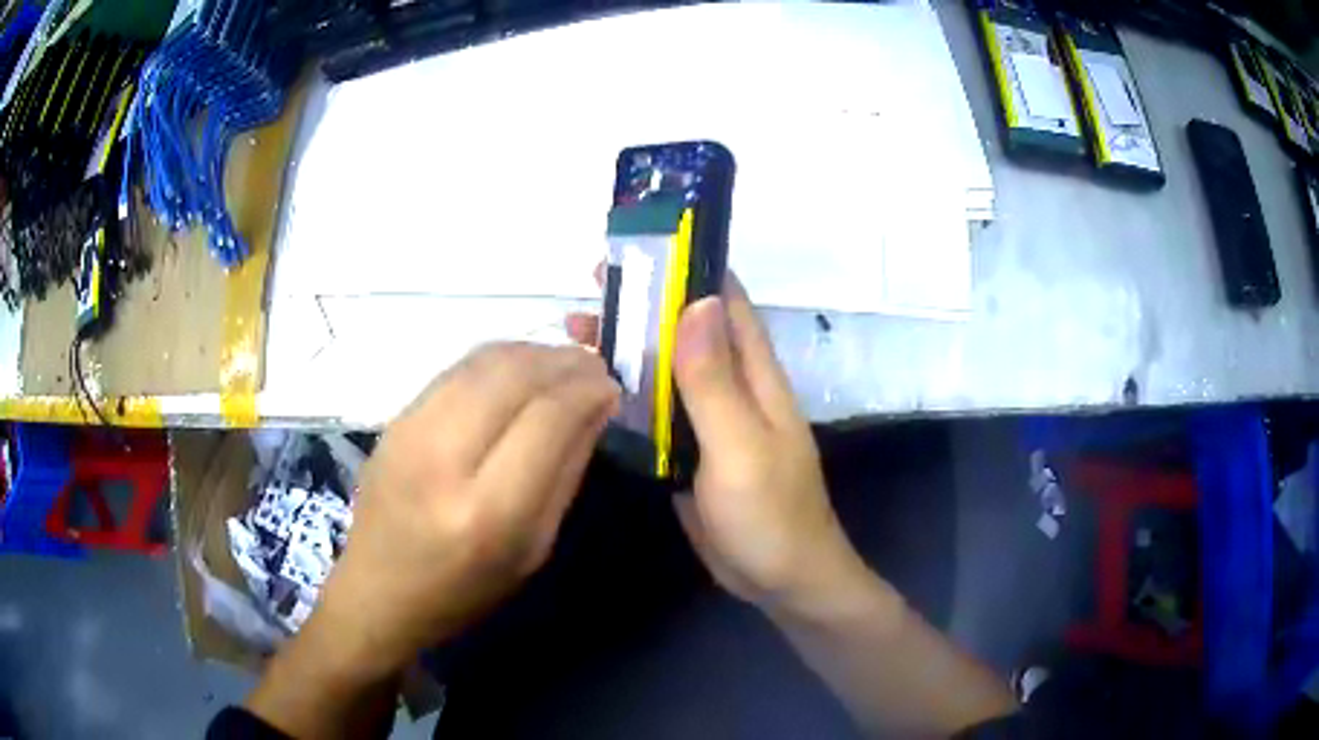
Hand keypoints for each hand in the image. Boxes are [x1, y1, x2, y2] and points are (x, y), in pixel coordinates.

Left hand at [313, 342, 619, 676]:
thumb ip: (565, 473)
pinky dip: (500, 359)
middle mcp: (444, 458)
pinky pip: (458, 368)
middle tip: (595, 366)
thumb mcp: (533, 550)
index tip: (613, 387)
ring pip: (484, 361)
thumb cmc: (465, 589)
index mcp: (487, 511)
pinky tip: (521, 369)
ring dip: (534, 352)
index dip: (587, 391)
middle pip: (514, 376)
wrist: (378, 590)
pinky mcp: (396, 417)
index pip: (548, 419)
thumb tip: (596, 407)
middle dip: (565, 361)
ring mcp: (411, 429)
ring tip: (564, 363)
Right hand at [567, 275, 868, 614]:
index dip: (690, 266)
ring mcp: (708, 420)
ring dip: (627, 346)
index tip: (642, 246)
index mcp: (754, 374)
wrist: (777, 580)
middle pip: (685, 329)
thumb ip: (715, 379)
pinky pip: (653, 410)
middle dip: (643, 303)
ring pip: (664, 367)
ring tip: (574, 331)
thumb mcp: (742, 444)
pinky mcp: (688, 451)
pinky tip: (586, 388)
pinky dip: (623, 392)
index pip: (725, 299)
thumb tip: (697, 301)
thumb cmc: (770, 513)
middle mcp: (731, 385)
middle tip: (591, 287)